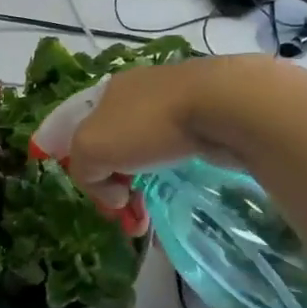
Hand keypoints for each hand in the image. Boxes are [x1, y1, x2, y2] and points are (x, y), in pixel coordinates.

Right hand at [66, 56, 276, 209]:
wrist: (222, 106)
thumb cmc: (148, 124)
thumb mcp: (91, 149)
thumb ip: (84, 171)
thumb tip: (114, 193)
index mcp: (108, 93)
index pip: (84, 135)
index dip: (87, 169)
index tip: (106, 199)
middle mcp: (139, 93)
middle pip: (117, 146)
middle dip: (118, 184)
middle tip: (130, 215)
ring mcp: (176, 102)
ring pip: (149, 151)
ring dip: (146, 185)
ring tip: (153, 215)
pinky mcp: (208, 115)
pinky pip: (179, 151)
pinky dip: (175, 174)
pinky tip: (180, 190)